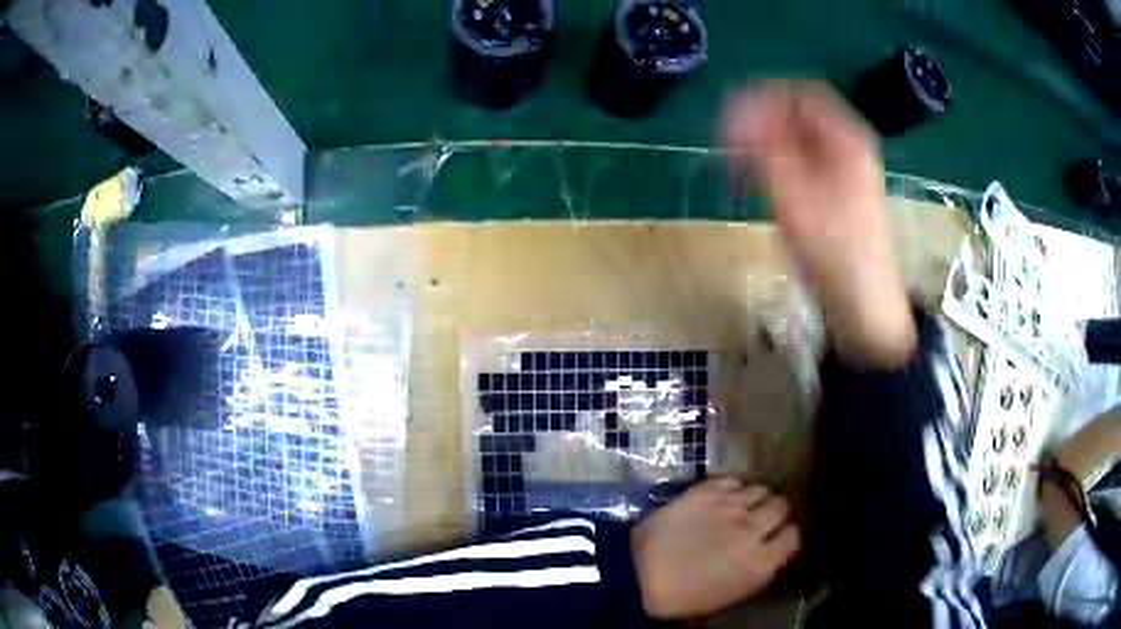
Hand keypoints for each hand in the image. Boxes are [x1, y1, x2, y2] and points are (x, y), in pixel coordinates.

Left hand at [631, 477, 800, 618]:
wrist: (638, 575)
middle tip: (764, 518)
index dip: (788, 535)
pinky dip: (732, 487)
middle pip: (782, 506)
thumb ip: (757, 572)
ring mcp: (730, 506)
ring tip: (744, 505)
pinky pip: (732, 480)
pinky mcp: (705, 492)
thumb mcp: (729, 596)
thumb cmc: (682, 597)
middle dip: (777, 511)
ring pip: (760, 489)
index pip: (794, 536)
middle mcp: (753, 528)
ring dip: (756, 498)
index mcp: (761, 561)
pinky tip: (724, 496)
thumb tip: (769, 556)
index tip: (780, 537)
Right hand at [720, 81, 915, 367]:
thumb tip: (732, 106)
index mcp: (846, 138)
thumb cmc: (834, 249)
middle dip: (761, 125)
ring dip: (766, 149)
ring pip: (799, 143)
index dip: (762, 97)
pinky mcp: (837, 197)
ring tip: (738, 171)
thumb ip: (762, 146)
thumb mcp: (794, 194)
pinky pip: (803, 168)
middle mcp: (848, 148)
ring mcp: (845, 174)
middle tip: (729, 146)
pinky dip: (778, 170)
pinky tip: (760, 190)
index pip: (800, 94)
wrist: (865, 307)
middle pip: (799, 118)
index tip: (730, 116)